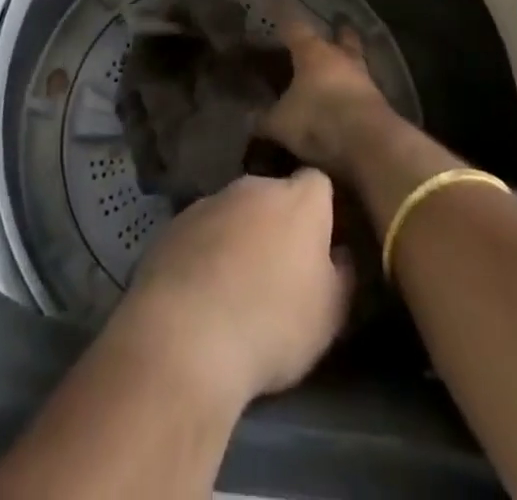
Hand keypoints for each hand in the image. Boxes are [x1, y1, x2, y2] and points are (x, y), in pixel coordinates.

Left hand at [116, 169, 353, 405]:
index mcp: (298, 199)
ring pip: (236, 212)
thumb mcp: (331, 313)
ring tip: (239, 286)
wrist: (186, 335)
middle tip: (282, 270)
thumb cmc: (274, 322)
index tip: (324, 243)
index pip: (319, 183)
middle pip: (274, 194)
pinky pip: (202, 232)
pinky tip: (203, 291)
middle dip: (279, 223)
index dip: (323, 210)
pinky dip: (207, 251)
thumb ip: (342, 274)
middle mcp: (254, 186)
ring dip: (241, 236)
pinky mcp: (174, 223)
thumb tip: (341, 253)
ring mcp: (210, 201)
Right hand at [259, 10, 396, 174]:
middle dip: (337, 31)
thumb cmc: (318, 120)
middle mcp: (339, 57)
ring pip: (356, 60)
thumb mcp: (280, 124)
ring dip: (349, 61)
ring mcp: (363, 78)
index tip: (274, 2)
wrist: (370, 144)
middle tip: (336, 25)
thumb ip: (264, 119)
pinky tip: (349, 97)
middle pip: (341, 36)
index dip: (281, 14)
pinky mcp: (378, 102)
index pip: (293, 25)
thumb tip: (250, 120)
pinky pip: (363, 88)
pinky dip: (355, 89)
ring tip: (342, 64)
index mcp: (311, 52)